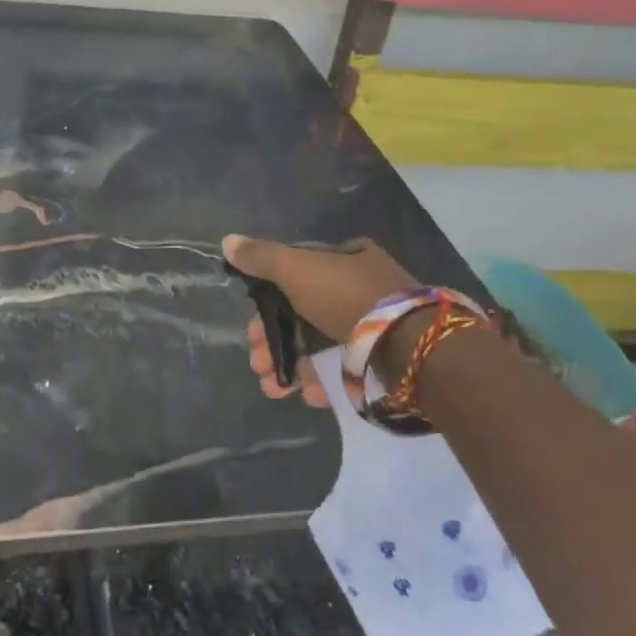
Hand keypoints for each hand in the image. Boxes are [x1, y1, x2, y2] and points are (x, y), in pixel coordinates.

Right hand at [222, 234, 417, 404]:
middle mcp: (361, 289)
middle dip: (273, 341)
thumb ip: (261, 258)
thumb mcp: (296, 268)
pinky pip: (343, 370)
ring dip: (290, 366)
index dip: (267, 301)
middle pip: (303, 315)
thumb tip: (227, 241)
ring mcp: (373, 328)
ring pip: (319, 347)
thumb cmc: (346, 298)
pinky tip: (306, 394)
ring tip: (273, 388)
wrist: (407, 347)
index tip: (249, 328)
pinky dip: (320, 382)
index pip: (296, 276)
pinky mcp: (381, 361)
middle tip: (256, 361)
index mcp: (346, 259)